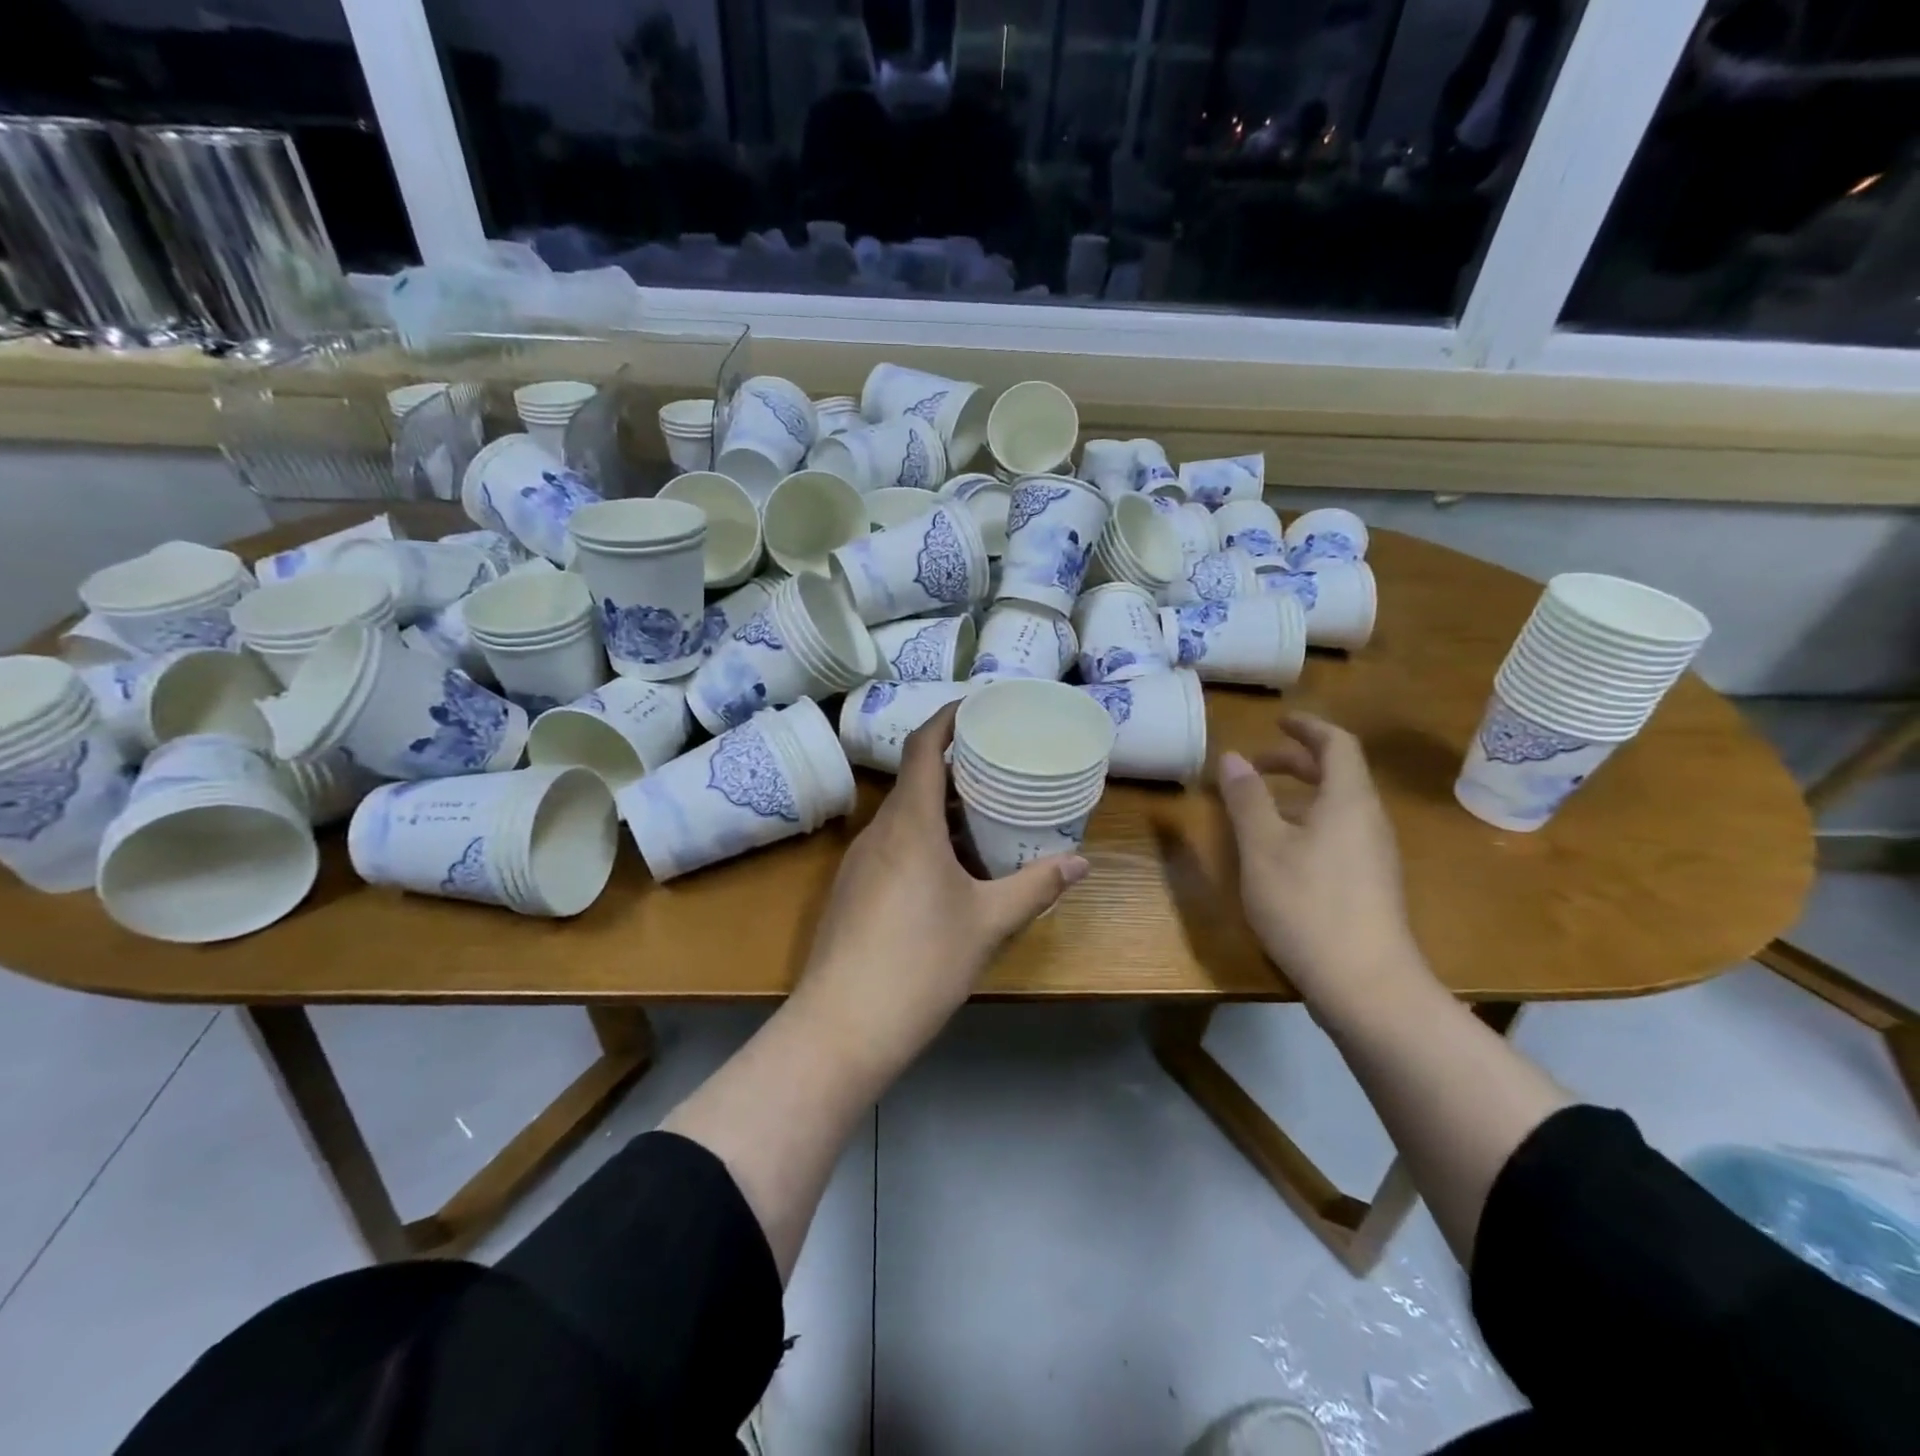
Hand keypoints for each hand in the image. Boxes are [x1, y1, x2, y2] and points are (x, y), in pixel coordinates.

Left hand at [792, 703, 1087, 1076]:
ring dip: (941, 810)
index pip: (923, 748)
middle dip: (955, 768)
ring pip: (903, 817)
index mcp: (909, 824)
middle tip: (999, 768)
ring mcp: (858, 862)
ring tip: (985, 818)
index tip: (979, 707)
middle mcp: (878, 832)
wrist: (842, 1026)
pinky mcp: (851, 891)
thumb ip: (1035, 887)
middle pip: (915, 780)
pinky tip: (951, 871)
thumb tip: (1080, 862)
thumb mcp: (988, 923)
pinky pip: (892, 846)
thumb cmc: (921, 963)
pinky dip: (923, 840)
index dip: (948, 718)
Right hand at [1215, 713, 1422, 1003]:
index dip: (1307, 727)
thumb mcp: (1263, 848)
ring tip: (1259, 808)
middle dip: (1296, 762)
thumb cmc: (1308, 905)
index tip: (1277, 721)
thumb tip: (1232, 757)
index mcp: (1348, 801)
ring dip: (1300, 795)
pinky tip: (1280, 852)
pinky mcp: (1370, 886)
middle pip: (1338, 774)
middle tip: (1255, 765)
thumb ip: (1246, 799)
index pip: (1337, 744)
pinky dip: (1308, 824)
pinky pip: (1339, 835)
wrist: (1367, 985)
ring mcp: (1374, 856)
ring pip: (1338, 807)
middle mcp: (1368, 821)